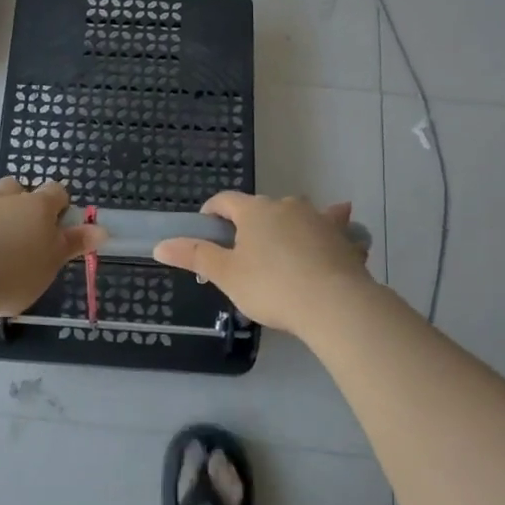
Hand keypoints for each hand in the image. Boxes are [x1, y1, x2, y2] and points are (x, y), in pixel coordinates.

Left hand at [0, 179, 105, 317]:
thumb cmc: (13, 272)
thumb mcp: (51, 263)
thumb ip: (73, 245)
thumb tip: (102, 228)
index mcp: (36, 208)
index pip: (55, 192)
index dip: (59, 202)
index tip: (60, 218)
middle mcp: (3, 201)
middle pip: (14, 185)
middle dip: (20, 197)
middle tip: (23, 222)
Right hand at [153, 191, 372, 335]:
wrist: (335, 304)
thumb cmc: (271, 286)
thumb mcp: (227, 275)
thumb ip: (195, 256)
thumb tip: (160, 245)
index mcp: (254, 210)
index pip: (224, 200)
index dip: (211, 212)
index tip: (206, 230)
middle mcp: (286, 205)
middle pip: (261, 208)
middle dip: (250, 226)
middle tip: (244, 256)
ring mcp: (319, 218)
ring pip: (298, 215)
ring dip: (289, 225)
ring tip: (285, 247)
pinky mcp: (344, 237)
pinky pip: (333, 228)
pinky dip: (330, 230)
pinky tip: (337, 236)